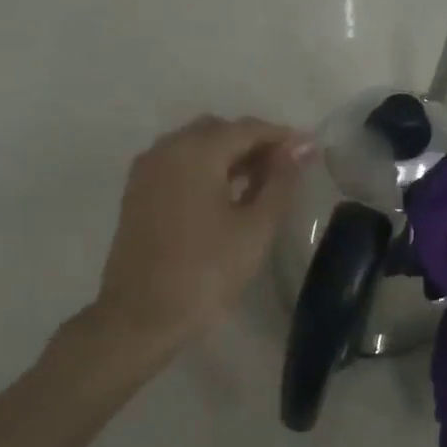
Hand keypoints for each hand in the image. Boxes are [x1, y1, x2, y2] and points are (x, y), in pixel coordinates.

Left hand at [96, 116, 312, 349]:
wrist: (140, 317)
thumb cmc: (205, 272)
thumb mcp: (254, 229)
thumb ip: (279, 183)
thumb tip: (297, 150)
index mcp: (196, 152)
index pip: (246, 128)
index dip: (281, 137)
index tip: (308, 150)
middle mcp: (167, 149)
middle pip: (218, 131)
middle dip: (253, 143)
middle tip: (285, 170)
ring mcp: (147, 170)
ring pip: (196, 145)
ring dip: (228, 155)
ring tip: (259, 185)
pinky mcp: (137, 191)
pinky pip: (178, 163)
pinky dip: (205, 168)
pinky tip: (225, 195)